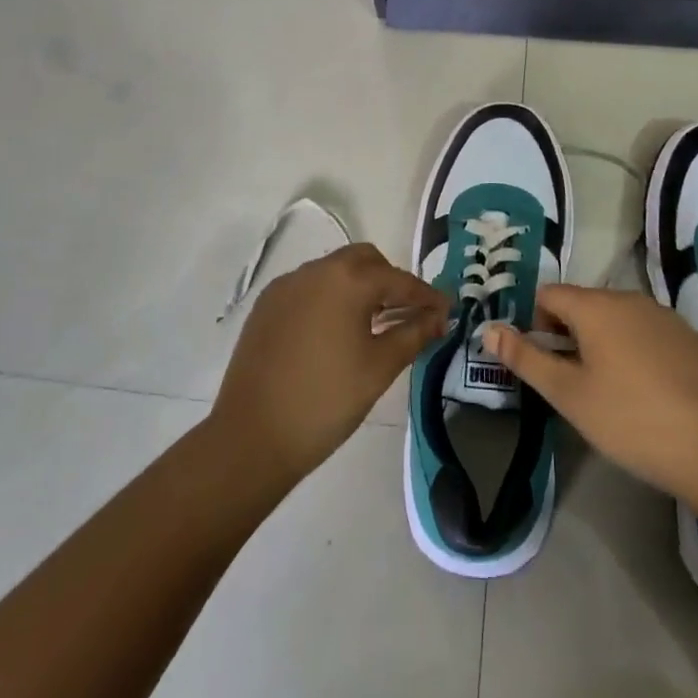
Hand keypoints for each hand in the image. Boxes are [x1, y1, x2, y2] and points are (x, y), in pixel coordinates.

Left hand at [212, 243, 447, 483]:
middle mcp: (315, 270)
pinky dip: (330, 298)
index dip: (426, 296)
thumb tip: (438, 317)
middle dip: (390, 281)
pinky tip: (335, 332)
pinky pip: (308, 288)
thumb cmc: (326, 401)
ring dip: (358, 287)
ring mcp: (286, 286)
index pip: (398, 280)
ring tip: (373, 324)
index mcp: (347, 280)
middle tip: (407, 312)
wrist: (252, 437)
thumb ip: (413, 334)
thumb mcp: (379, 368)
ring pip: (334, 271)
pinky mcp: (266, 306)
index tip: (446, 311)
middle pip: (364, 261)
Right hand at [483, 285, 697, 502]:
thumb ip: (525, 358)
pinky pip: (644, 330)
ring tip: (609, 392)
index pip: (548, 295)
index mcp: (596, 306)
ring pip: (614, 318)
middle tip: (574, 385)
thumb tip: (488, 329)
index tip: (547, 366)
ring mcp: (663, 315)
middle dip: (568, 336)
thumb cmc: (630, 421)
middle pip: (581, 304)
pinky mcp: (688, 336)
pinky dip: (632, 350)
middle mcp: (629, 298)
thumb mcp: (568, 394)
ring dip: (600, 343)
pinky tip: (645, 392)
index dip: (537, 326)